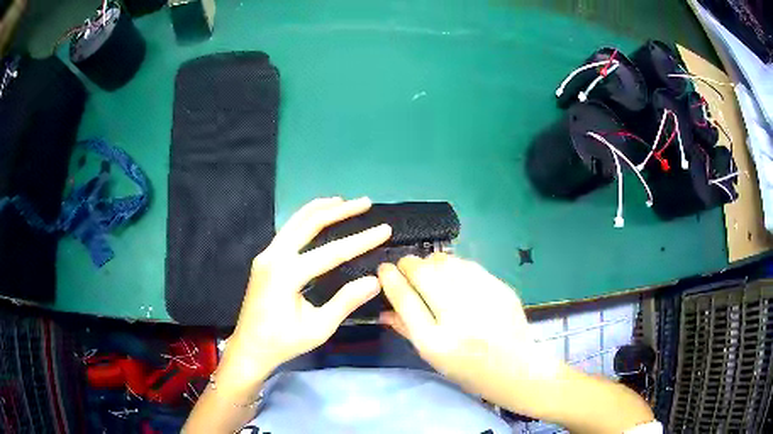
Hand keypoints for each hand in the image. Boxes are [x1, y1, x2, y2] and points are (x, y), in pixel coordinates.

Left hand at [221, 197, 390, 393]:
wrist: (249, 348)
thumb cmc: (283, 343)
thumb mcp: (318, 329)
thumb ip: (345, 302)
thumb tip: (374, 281)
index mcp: (286, 275)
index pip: (332, 252)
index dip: (361, 240)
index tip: (385, 229)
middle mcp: (274, 257)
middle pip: (309, 223)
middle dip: (340, 211)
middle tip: (365, 202)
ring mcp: (266, 255)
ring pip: (295, 221)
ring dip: (321, 209)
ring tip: (345, 201)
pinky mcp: (265, 259)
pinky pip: (288, 230)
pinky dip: (307, 219)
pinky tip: (319, 216)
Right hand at [378, 253, 560, 415]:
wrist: (517, 370)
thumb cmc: (469, 371)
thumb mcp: (433, 358)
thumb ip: (407, 330)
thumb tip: (383, 309)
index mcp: (436, 342)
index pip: (405, 299)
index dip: (390, 279)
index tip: (383, 269)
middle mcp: (458, 318)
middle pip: (423, 273)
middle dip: (408, 264)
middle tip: (405, 267)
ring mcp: (483, 300)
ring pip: (446, 262)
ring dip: (430, 262)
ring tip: (429, 271)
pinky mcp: (501, 289)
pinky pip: (469, 265)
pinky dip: (454, 265)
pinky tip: (454, 274)